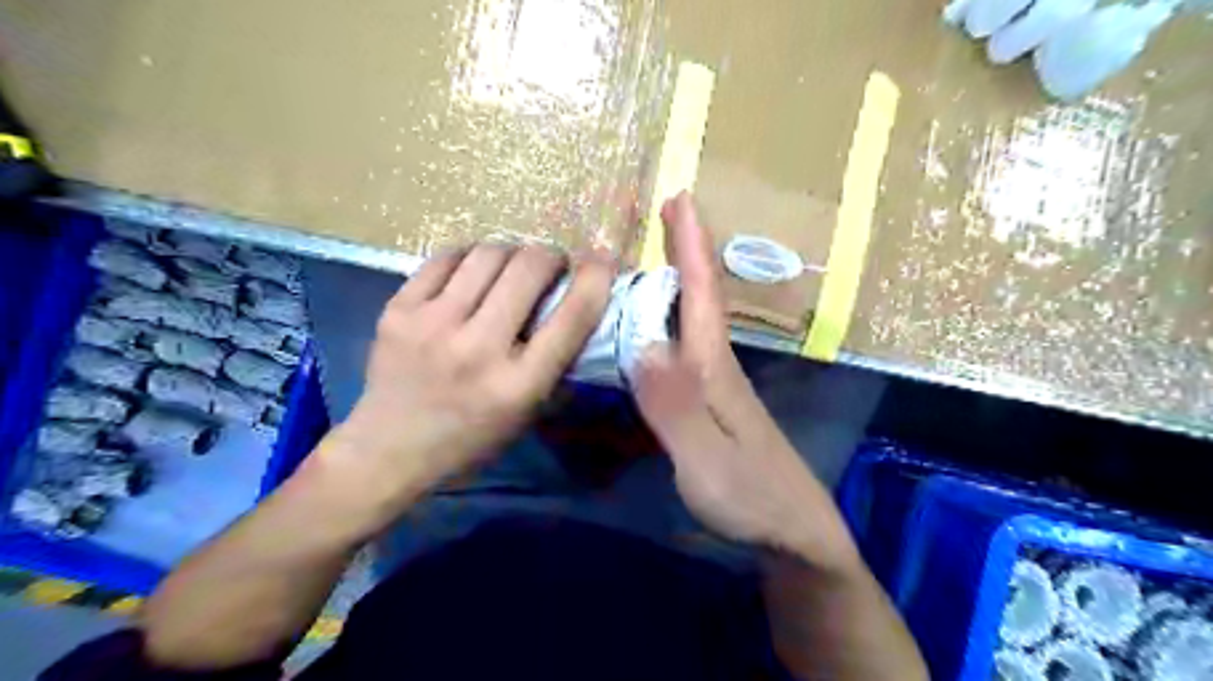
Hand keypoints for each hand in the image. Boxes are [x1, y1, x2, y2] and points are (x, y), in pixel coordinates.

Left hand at [322, 249, 611, 512]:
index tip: (603, 259)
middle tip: (551, 266)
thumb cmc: (470, 439)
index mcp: (519, 384)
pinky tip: (472, 271)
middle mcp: (478, 348)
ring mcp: (433, 324)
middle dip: (550, 256)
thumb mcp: (527, 413)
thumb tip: (576, 304)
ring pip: (488, 253)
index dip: (596, 278)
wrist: (388, 450)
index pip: (573, 316)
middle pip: (529, 268)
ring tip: (511, 268)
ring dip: (512, 253)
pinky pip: (446, 258)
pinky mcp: (398, 310)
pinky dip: (470, 257)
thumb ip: (555, 362)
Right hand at [639, 192, 856, 567]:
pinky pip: (684, 350)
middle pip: (699, 298)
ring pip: (692, 322)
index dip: (692, 244)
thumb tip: (641, 341)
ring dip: (676, 285)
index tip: (681, 197)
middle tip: (661, 215)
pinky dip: (670, 325)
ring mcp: (717, 388)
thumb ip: (673, 405)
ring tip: (647, 261)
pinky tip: (653, 331)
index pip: (703, 292)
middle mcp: (716, 367)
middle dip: (684, 253)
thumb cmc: (752, 498)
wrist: (796, 537)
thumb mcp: (707, 459)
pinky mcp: (713, 407)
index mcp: (713, 368)